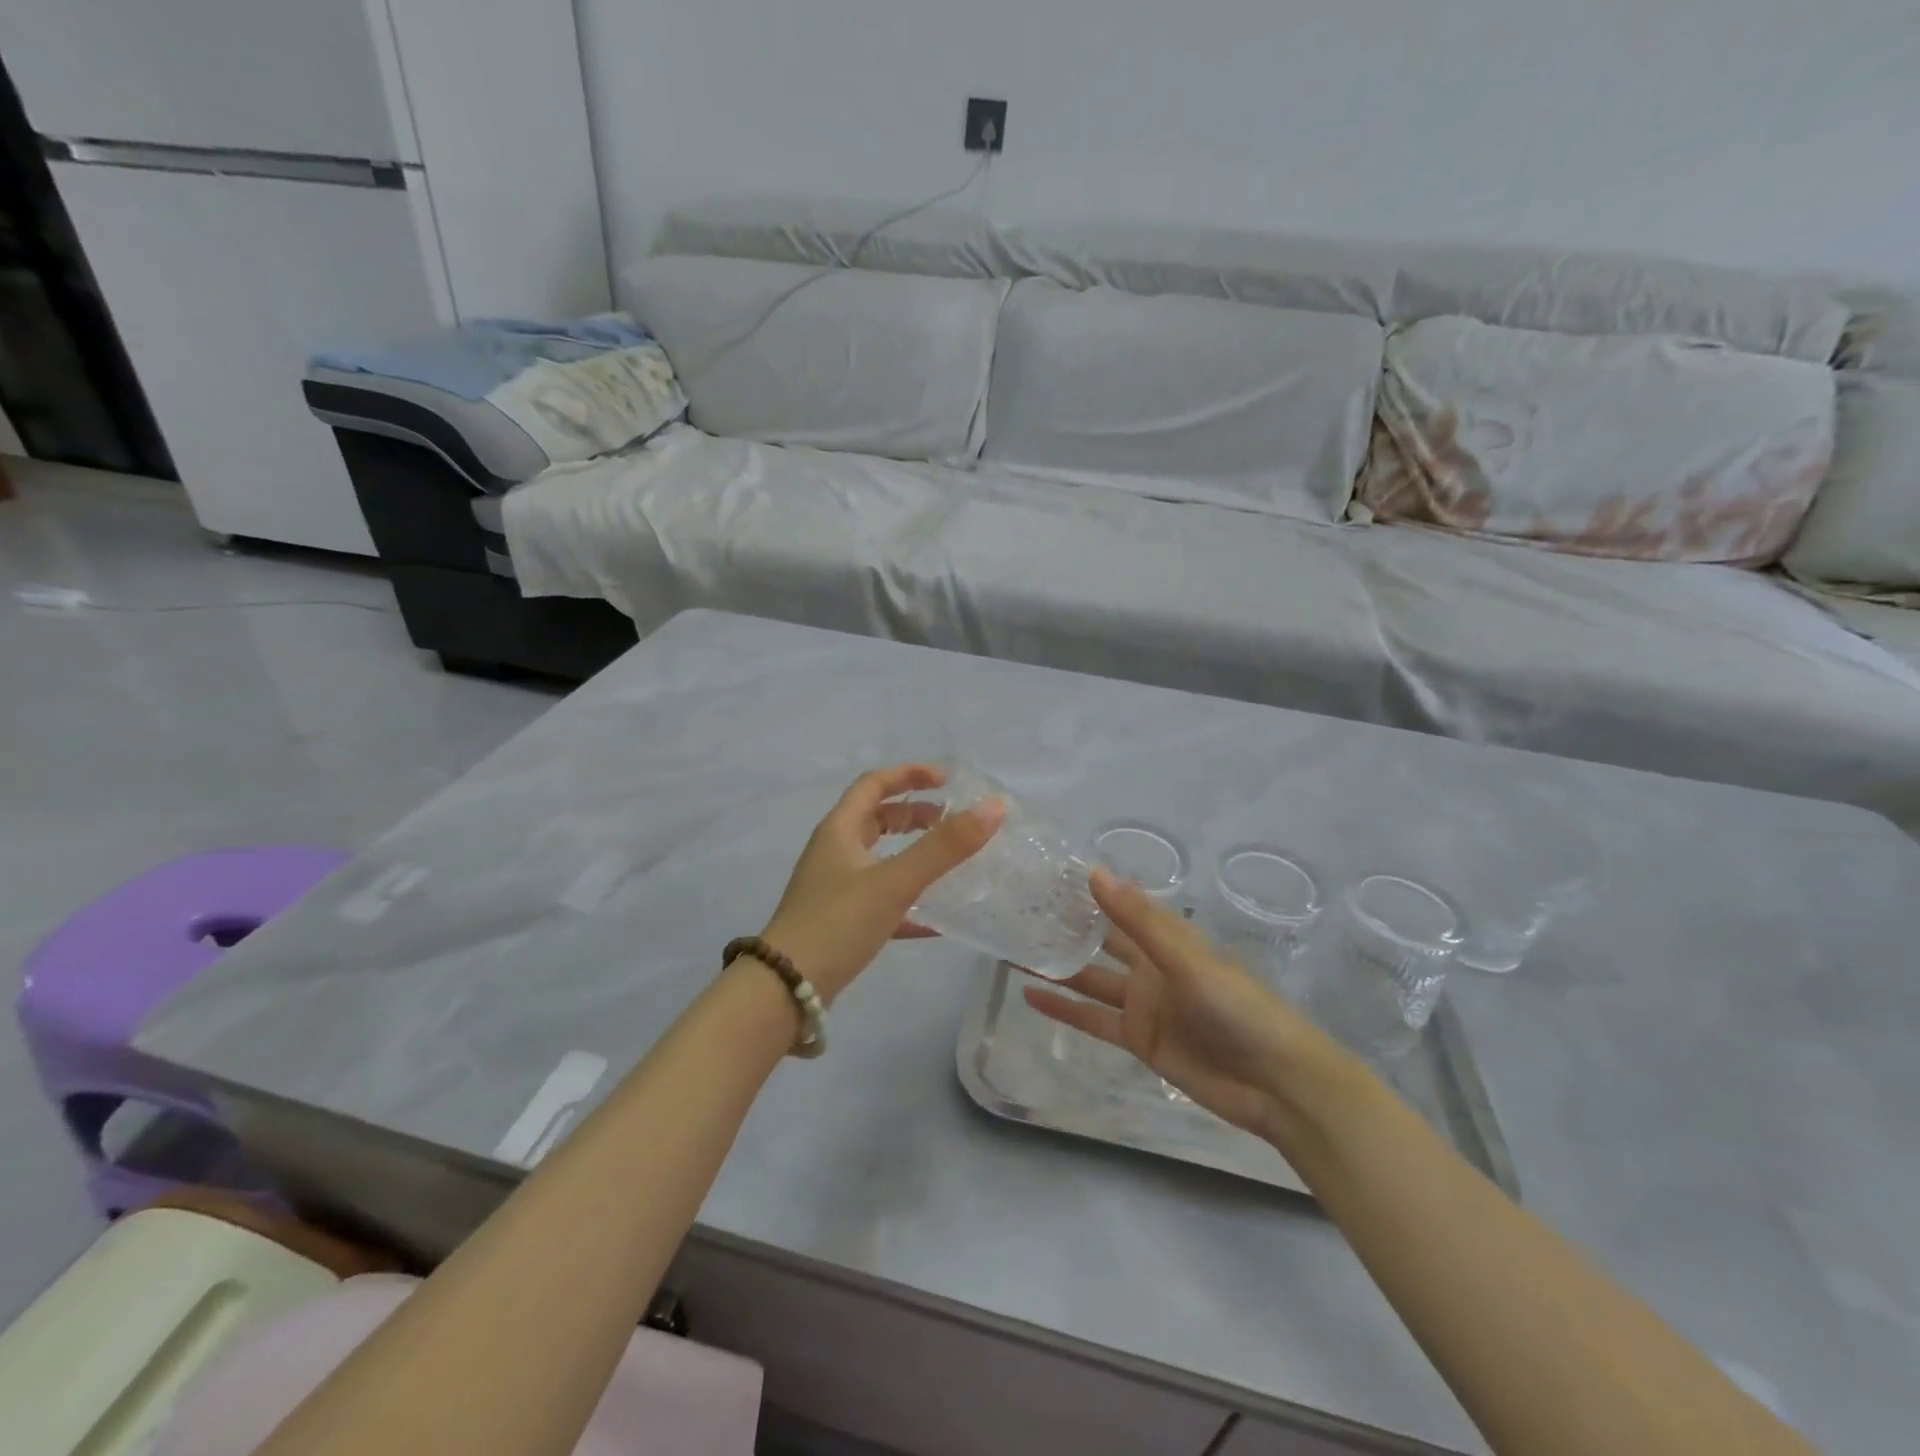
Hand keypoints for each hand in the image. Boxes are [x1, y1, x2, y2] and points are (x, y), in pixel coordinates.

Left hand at [761, 763, 1004, 1002]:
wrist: (786, 990)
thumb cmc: (837, 923)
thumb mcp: (895, 881)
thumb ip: (945, 846)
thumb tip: (994, 806)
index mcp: (839, 830)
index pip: (874, 784)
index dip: (909, 774)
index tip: (947, 779)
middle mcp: (834, 852)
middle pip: (876, 819)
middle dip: (914, 814)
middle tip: (950, 821)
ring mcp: (834, 888)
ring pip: (879, 858)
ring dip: (912, 854)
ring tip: (948, 863)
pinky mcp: (840, 922)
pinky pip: (880, 900)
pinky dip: (908, 901)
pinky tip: (936, 922)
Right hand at [1025, 868, 1347, 1140]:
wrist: (1276, 1083)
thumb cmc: (1239, 1008)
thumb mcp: (1187, 960)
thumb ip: (1139, 921)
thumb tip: (1094, 873)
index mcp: (1166, 939)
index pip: (1118, 906)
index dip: (1085, 892)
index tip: (1044, 876)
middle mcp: (1150, 966)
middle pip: (1099, 942)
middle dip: (1065, 929)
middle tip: (1017, 913)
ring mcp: (1143, 1004)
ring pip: (1090, 980)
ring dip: (1056, 967)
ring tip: (1011, 950)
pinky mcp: (1139, 1040)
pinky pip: (1093, 1019)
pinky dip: (1063, 1008)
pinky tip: (1030, 995)